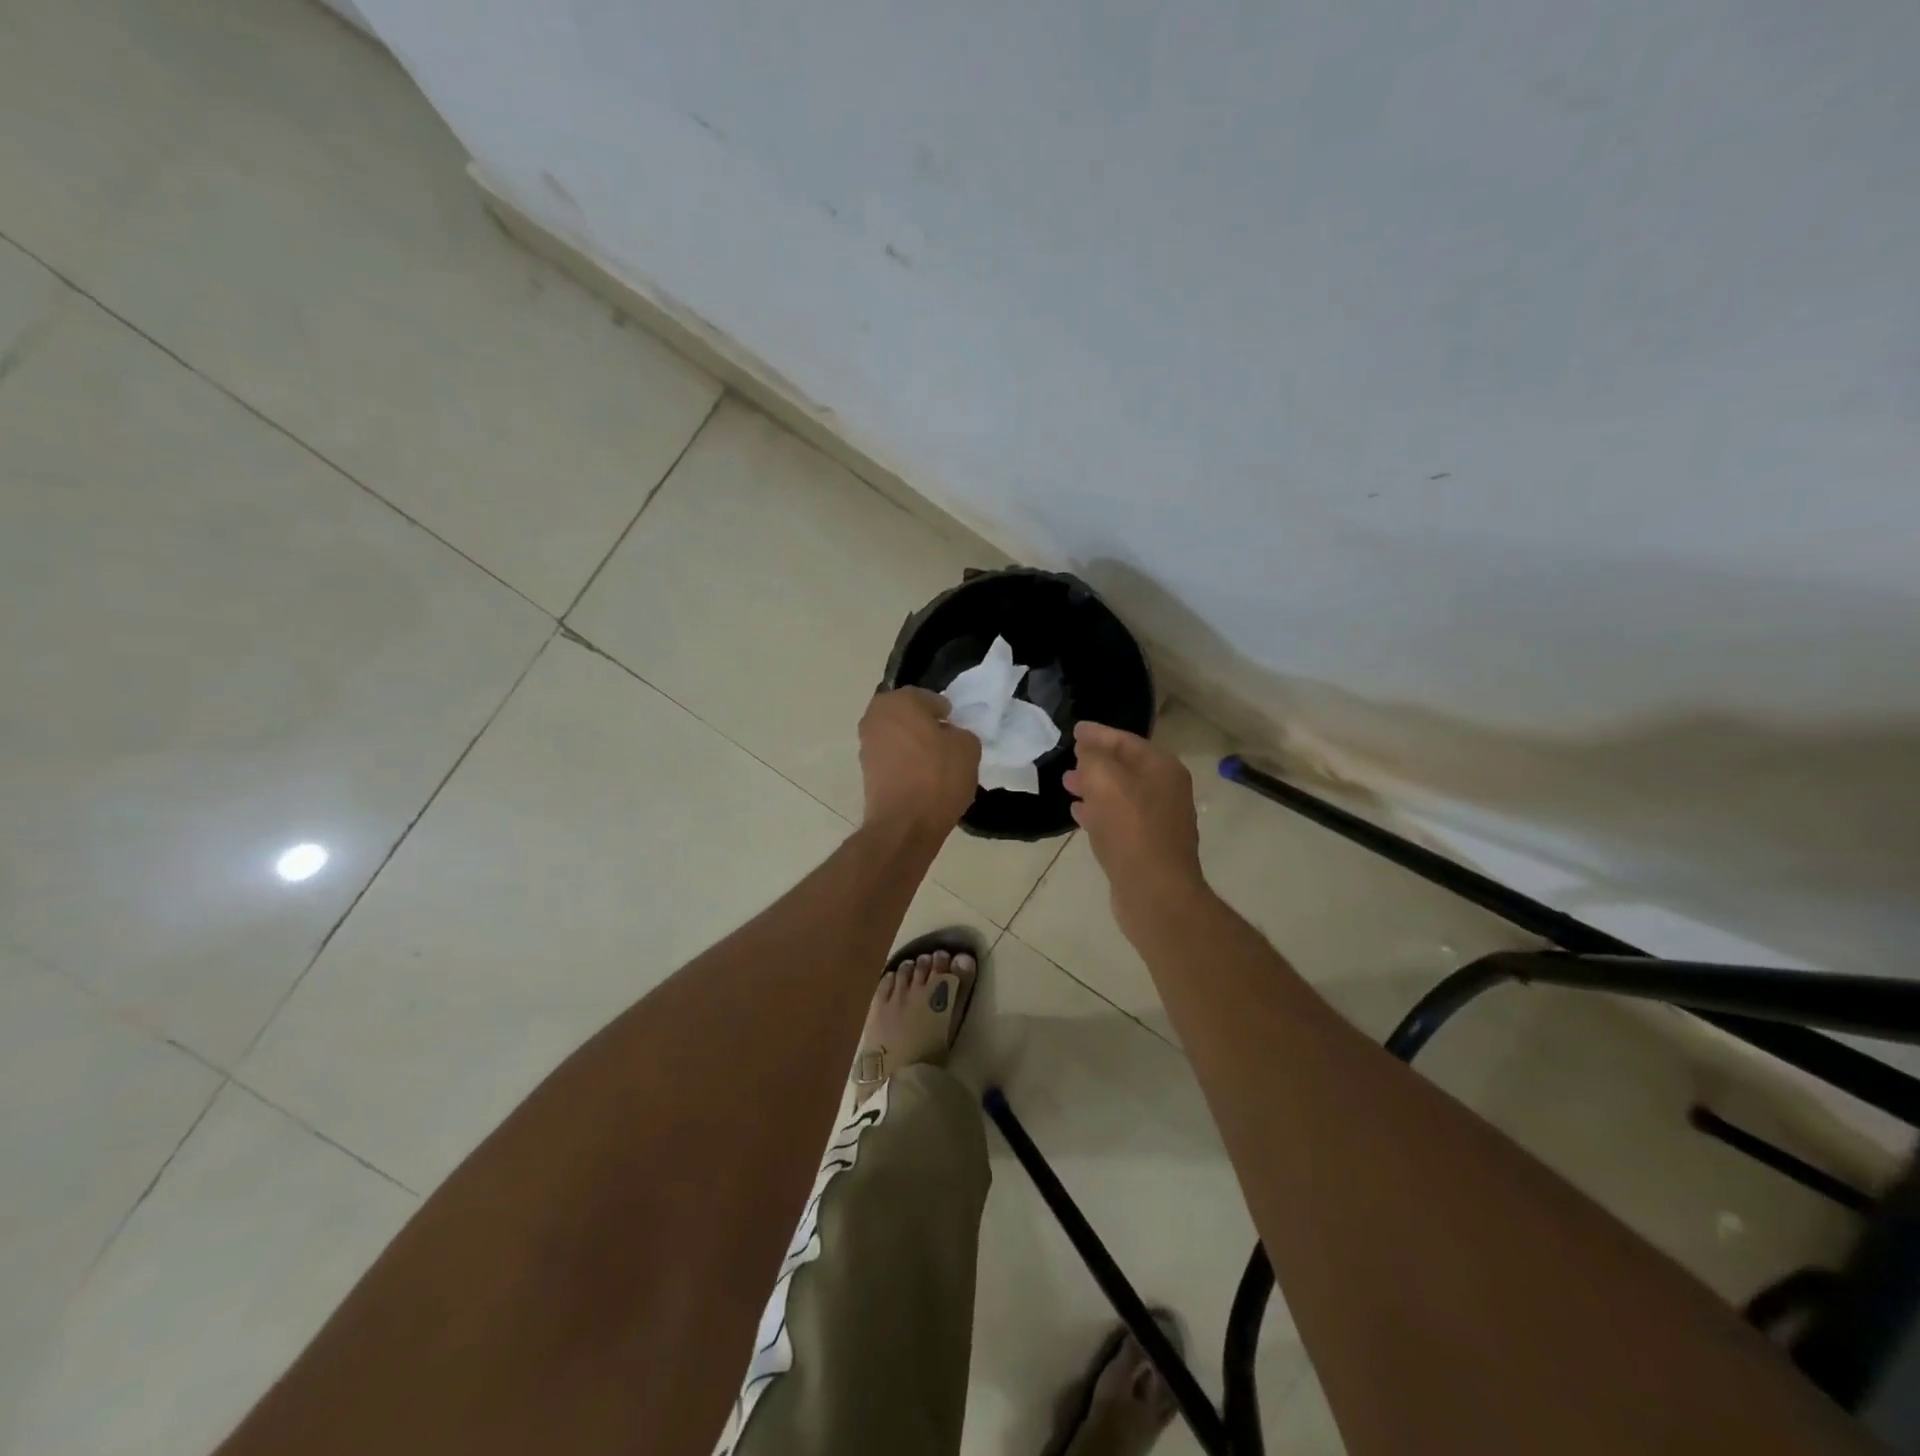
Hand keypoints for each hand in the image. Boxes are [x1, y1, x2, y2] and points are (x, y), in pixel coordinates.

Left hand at [858, 688, 980, 837]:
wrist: (904, 824)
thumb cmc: (938, 777)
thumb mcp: (968, 747)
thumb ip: (960, 732)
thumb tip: (948, 735)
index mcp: (900, 700)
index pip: (928, 698)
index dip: (946, 713)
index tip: (956, 728)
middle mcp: (875, 716)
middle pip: (908, 714)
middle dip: (925, 725)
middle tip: (946, 743)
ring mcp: (866, 744)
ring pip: (897, 736)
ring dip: (913, 744)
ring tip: (935, 763)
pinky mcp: (864, 770)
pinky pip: (891, 757)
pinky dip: (904, 762)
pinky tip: (921, 778)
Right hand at [1064, 721, 1205, 909]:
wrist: (1155, 893)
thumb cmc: (1130, 830)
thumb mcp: (1105, 781)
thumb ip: (1093, 757)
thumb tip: (1088, 749)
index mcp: (1162, 769)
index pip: (1126, 740)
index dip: (1099, 734)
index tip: (1075, 730)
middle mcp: (1166, 790)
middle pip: (1125, 766)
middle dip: (1096, 760)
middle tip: (1070, 757)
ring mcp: (1159, 820)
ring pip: (1121, 794)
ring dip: (1094, 786)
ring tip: (1068, 784)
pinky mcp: (1147, 846)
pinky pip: (1119, 819)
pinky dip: (1099, 811)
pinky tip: (1078, 814)